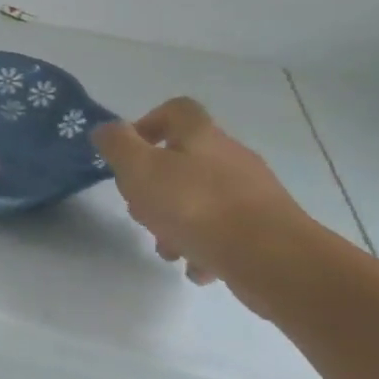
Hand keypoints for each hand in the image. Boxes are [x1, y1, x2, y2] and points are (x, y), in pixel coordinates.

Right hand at [92, 97, 310, 285]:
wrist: (272, 258)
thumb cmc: (195, 206)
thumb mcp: (139, 169)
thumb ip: (117, 145)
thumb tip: (106, 129)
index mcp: (201, 137)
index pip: (176, 110)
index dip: (148, 124)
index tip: (129, 155)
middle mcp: (230, 157)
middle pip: (184, 160)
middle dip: (155, 187)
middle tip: (141, 210)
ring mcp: (252, 193)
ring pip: (201, 199)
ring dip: (176, 222)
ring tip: (167, 248)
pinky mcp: (266, 228)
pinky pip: (224, 231)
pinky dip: (205, 246)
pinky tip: (196, 267)